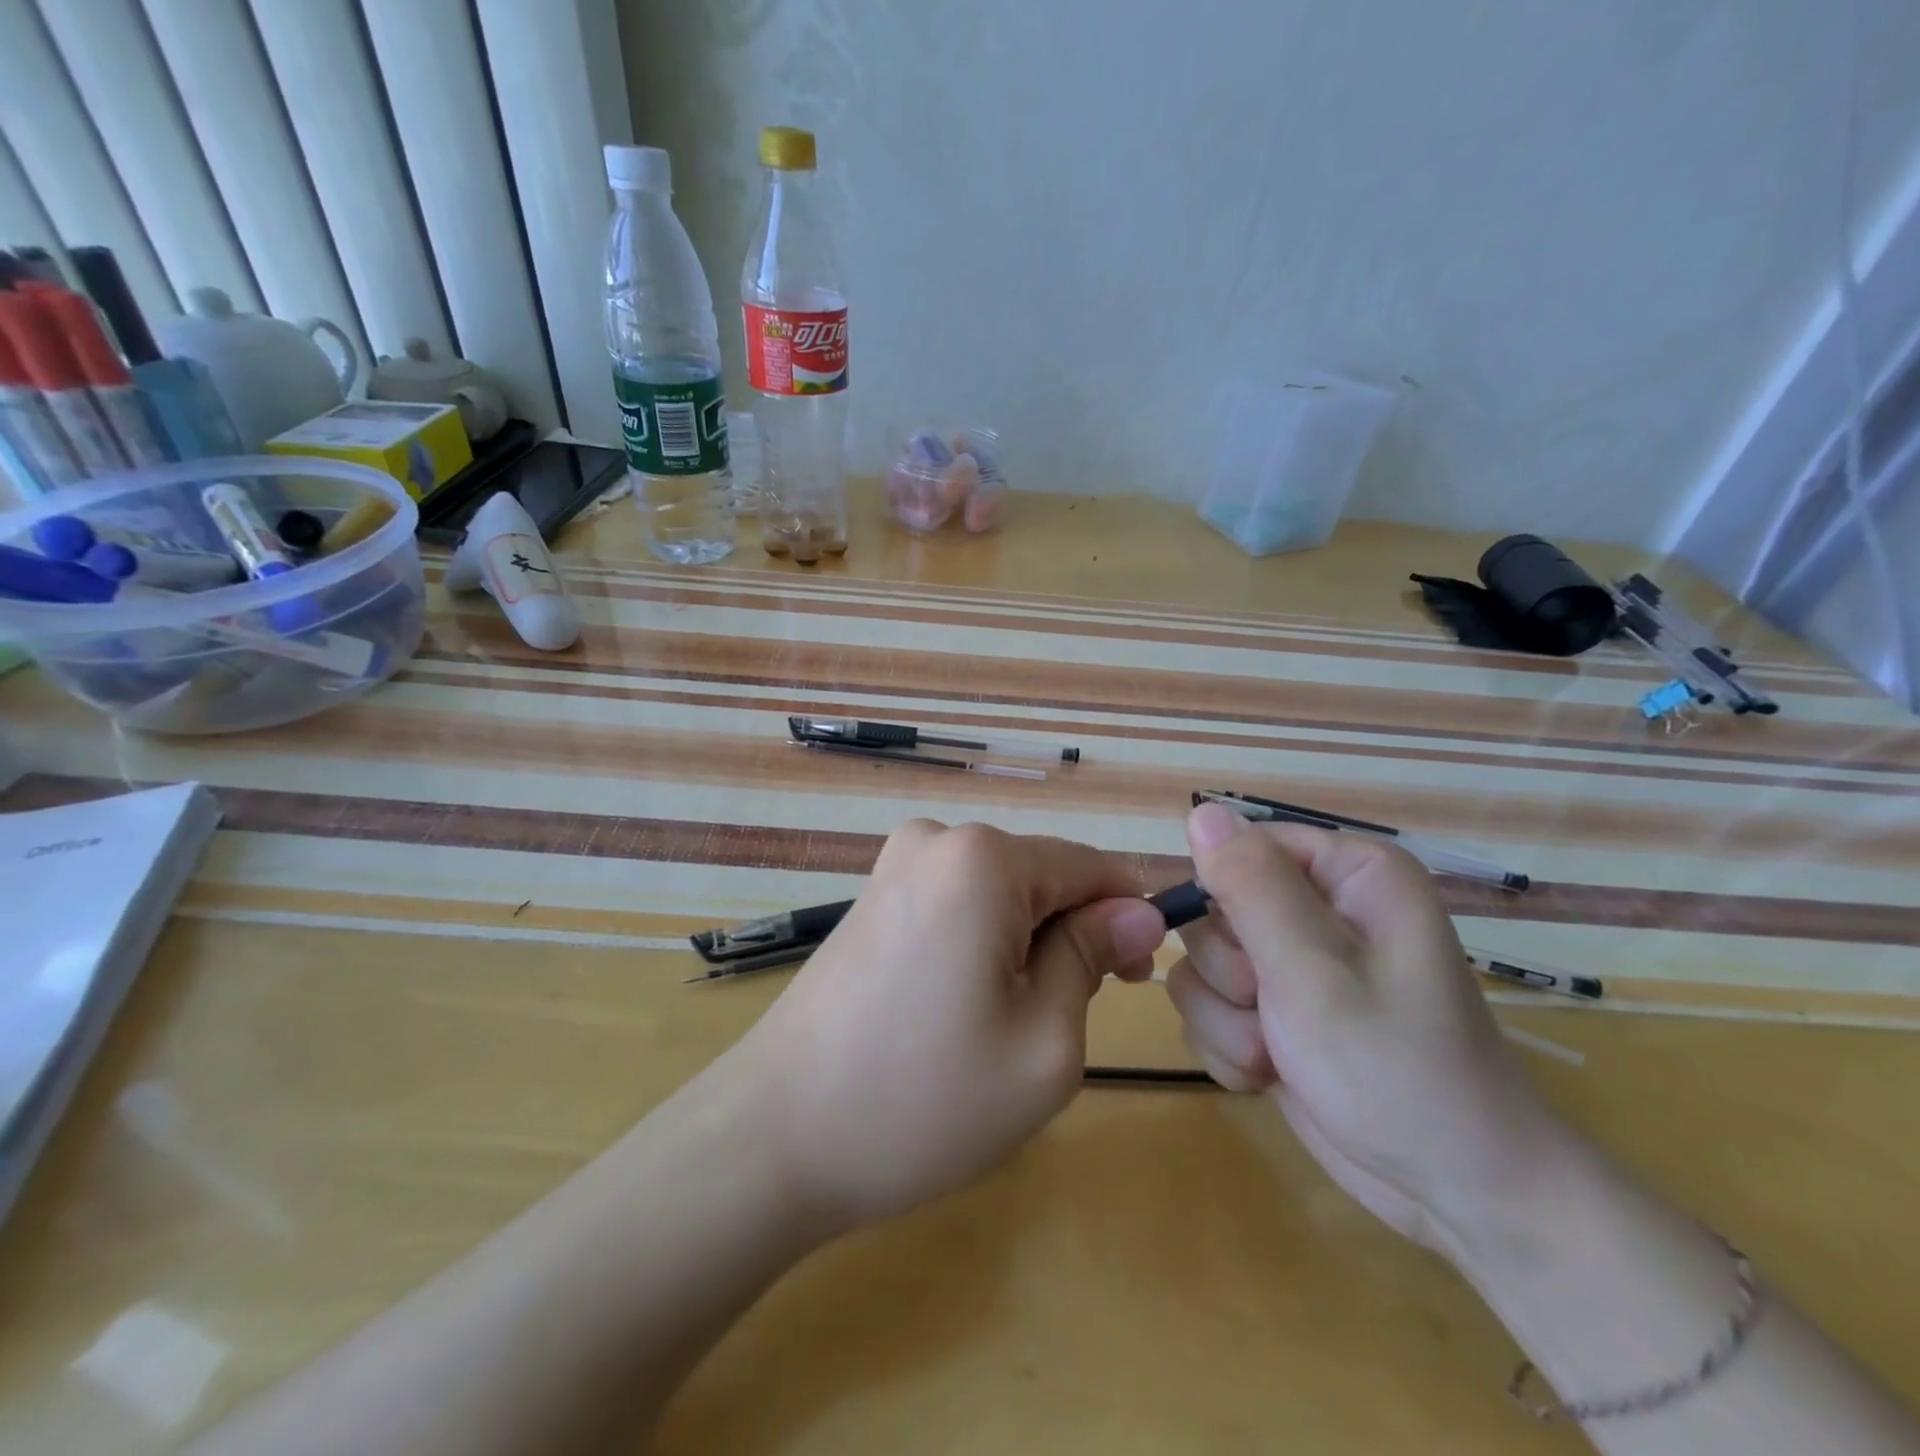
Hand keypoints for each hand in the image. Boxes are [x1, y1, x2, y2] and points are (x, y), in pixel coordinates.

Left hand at [727, 821, 1166, 1234]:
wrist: (774, 1137)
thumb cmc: (923, 1098)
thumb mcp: (1043, 1040)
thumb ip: (1093, 957)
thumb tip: (1139, 912)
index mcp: (983, 858)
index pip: (1090, 867)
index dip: (1125, 921)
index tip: (1133, 985)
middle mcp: (936, 839)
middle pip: (1042, 877)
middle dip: (1071, 936)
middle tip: (1060, 1024)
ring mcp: (895, 864)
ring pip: (1001, 894)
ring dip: (1024, 946)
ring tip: (1001, 1025)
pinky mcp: (873, 896)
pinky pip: (956, 904)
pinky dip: (980, 946)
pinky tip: (958, 1008)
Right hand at [1165, 801, 1577, 1248]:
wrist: (1455, 1195)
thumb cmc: (1398, 1072)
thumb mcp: (1315, 973)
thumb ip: (1251, 887)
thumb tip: (1200, 810)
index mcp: (1348, 874)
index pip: (1240, 845)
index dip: (1225, 895)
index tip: (1251, 953)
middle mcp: (1318, 907)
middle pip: (1213, 907)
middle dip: (1230, 973)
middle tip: (1276, 1012)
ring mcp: (1291, 963)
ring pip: (1201, 962)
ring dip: (1226, 1018)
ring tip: (1278, 1055)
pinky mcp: (1272, 1011)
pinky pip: (1209, 1006)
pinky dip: (1229, 1047)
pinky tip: (1270, 1075)